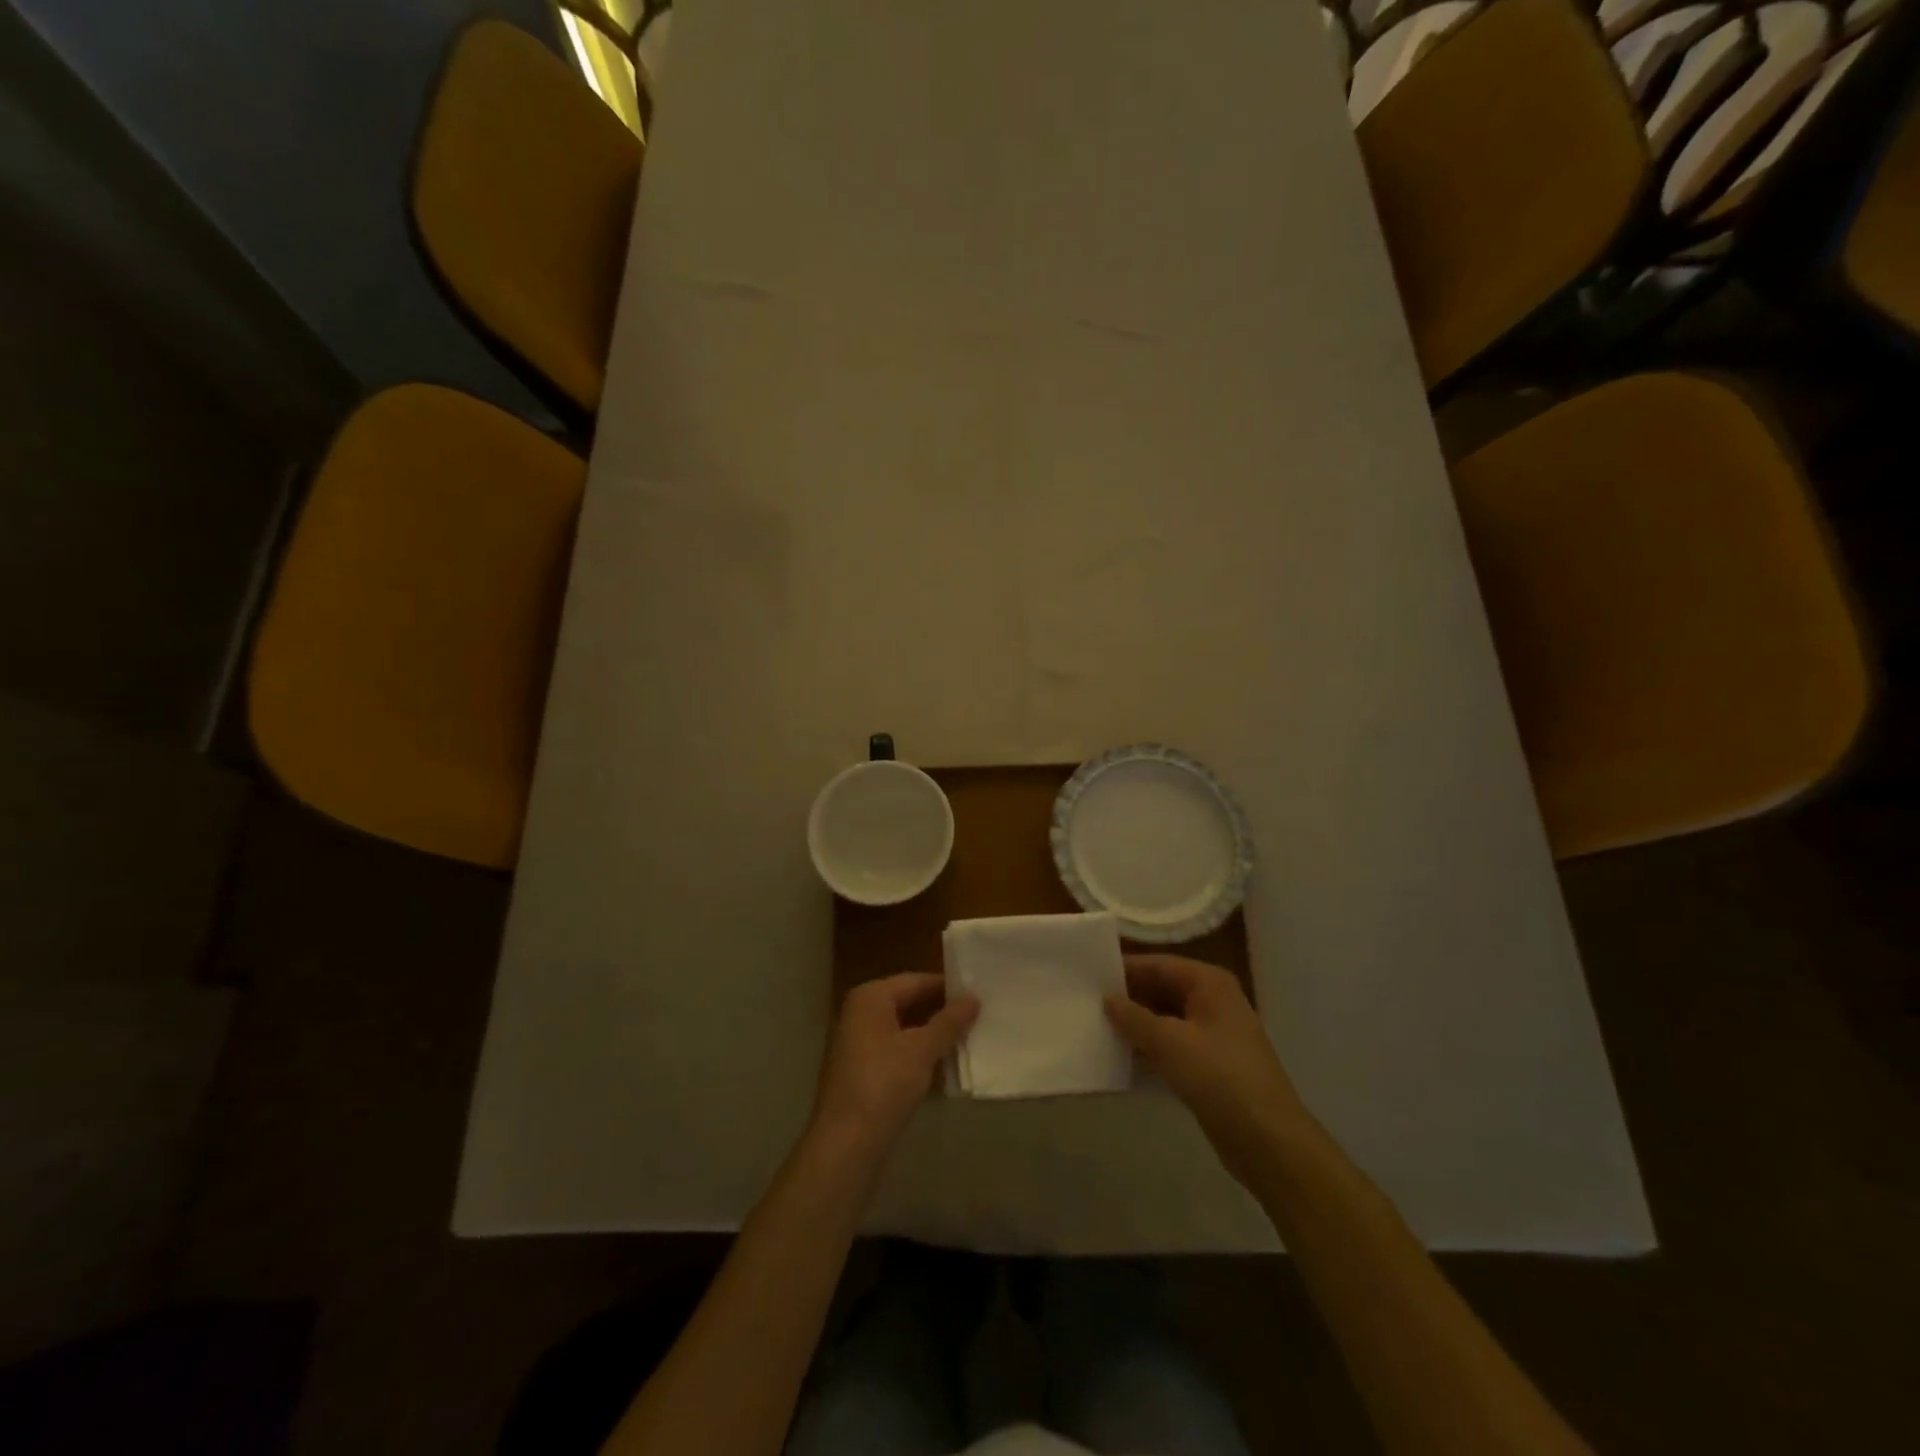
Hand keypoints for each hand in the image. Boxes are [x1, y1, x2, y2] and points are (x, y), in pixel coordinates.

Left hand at [813, 972, 978, 1154]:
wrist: (847, 1144)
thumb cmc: (884, 1084)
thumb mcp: (922, 1049)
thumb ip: (949, 1022)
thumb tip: (973, 997)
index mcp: (870, 998)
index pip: (916, 981)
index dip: (948, 987)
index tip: (979, 994)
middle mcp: (860, 1014)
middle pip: (909, 1004)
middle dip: (942, 1012)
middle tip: (980, 1016)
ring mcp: (859, 1044)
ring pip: (905, 1030)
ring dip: (934, 1036)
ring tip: (971, 1040)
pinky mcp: (863, 1072)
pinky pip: (898, 1053)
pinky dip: (921, 1056)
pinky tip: (948, 1067)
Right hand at [1106, 954, 1317, 1185]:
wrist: (1267, 1140)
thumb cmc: (1219, 1077)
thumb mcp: (1169, 1042)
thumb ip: (1134, 1017)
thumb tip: (1108, 999)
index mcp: (1209, 983)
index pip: (1158, 964)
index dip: (1124, 969)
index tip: (1087, 975)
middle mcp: (1213, 1001)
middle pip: (1161, 989)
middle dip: (1128, 997)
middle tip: (1085, 1001)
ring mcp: (1213, 1034)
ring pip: (1165, 1019)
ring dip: (1135, 1024)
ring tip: (1094, 1026)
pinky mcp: (1209, 1065)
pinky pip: (1171, 1045)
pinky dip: (1149, 1048)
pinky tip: (1119, 1056)